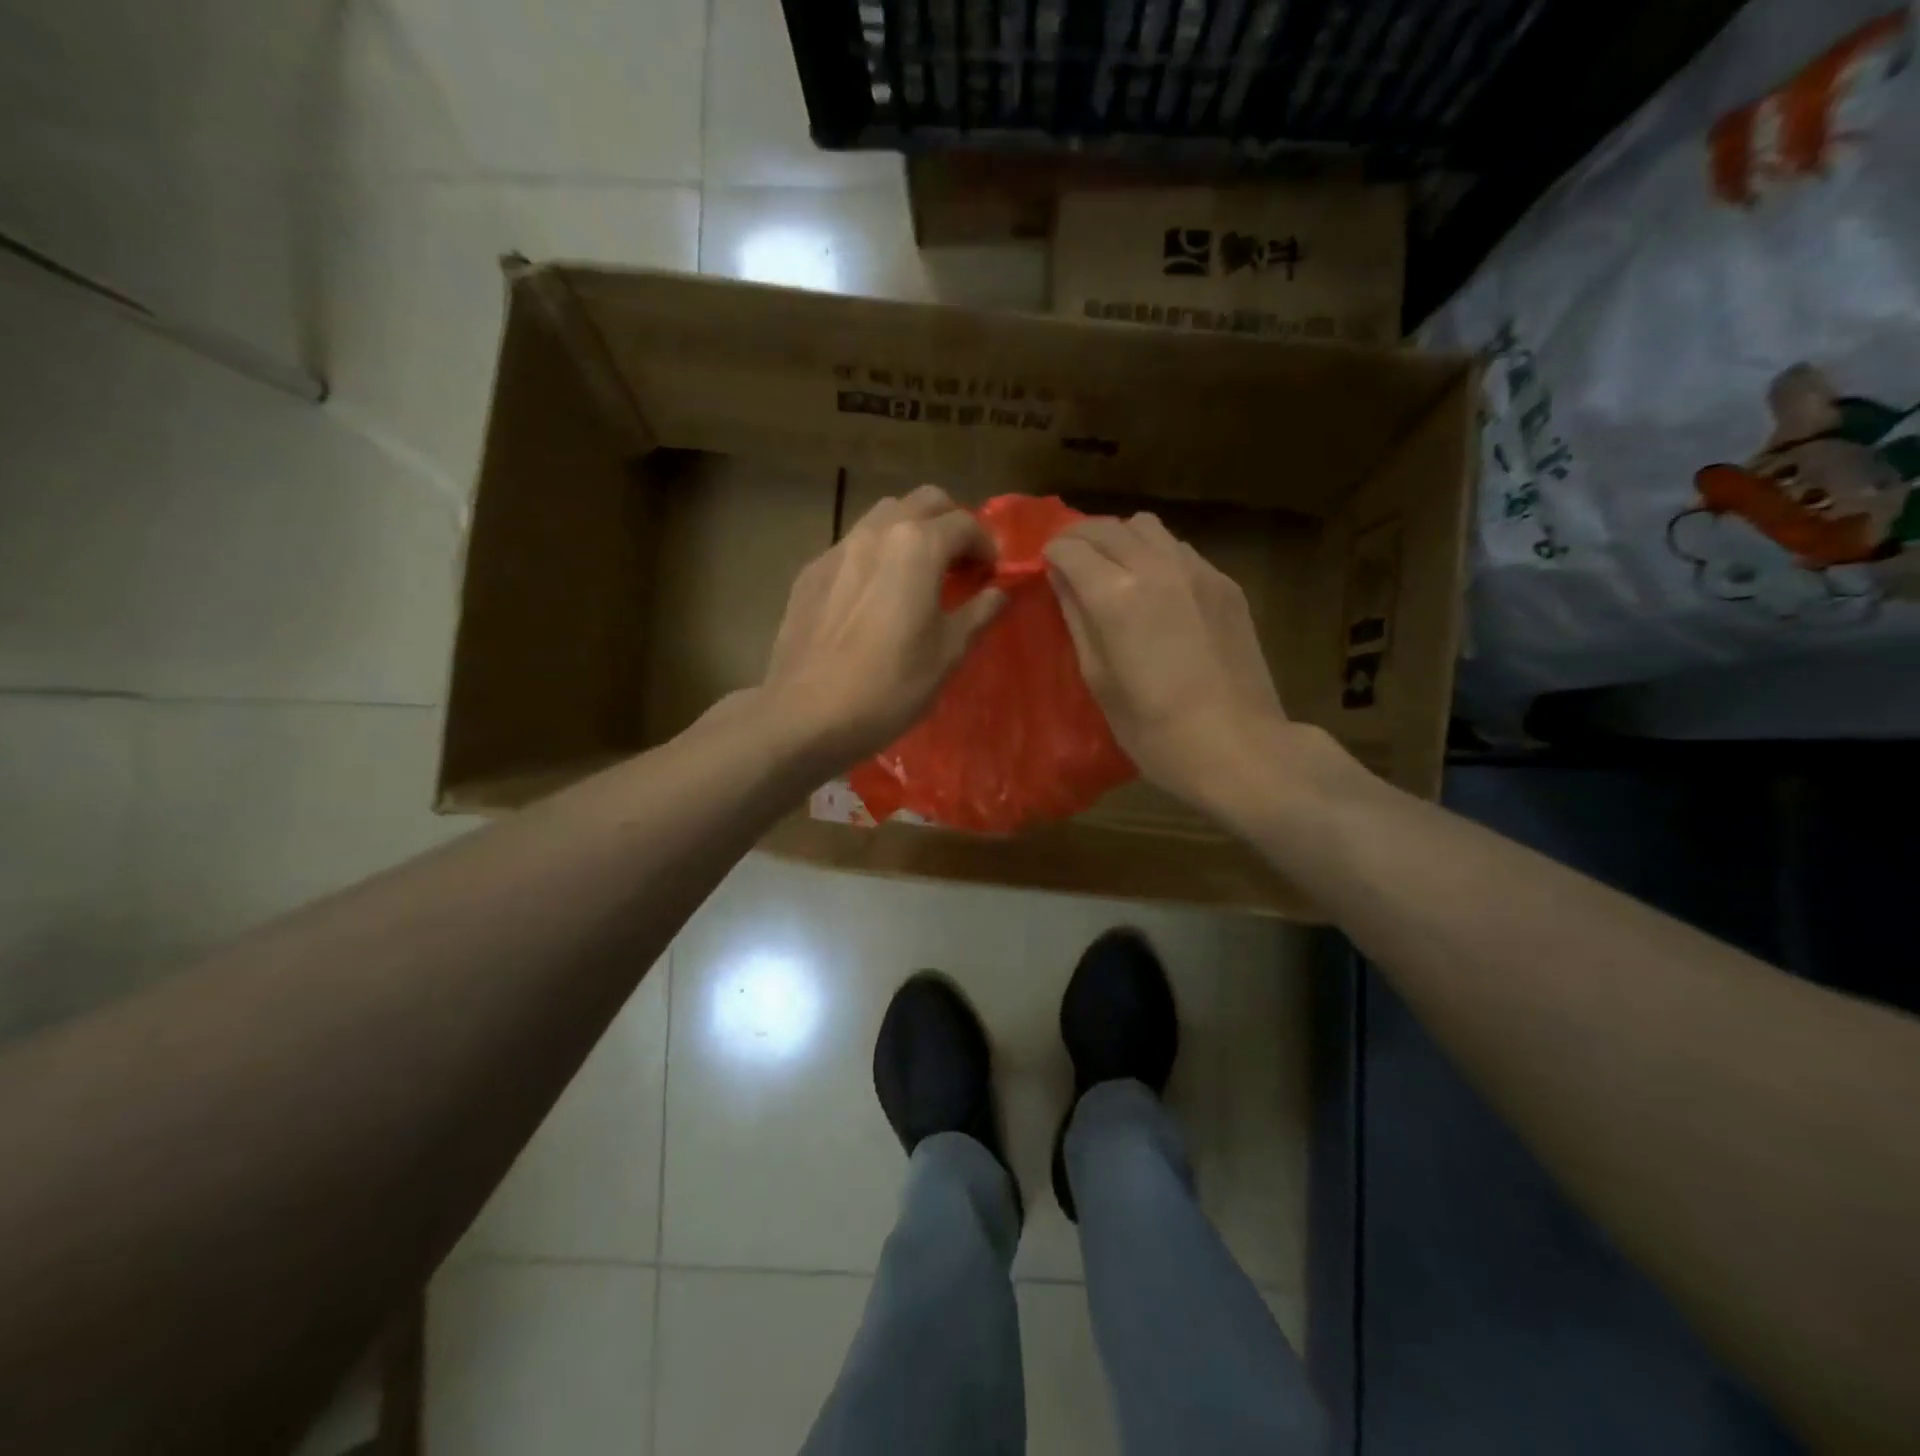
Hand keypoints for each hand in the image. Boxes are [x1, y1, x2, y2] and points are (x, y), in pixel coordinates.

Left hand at [763, 485, 1003, 770]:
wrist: (806, 714)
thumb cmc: (889, 687)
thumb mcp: (947, 654)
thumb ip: (978, 613)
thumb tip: (999, 592)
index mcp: (917, 546)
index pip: (965, 523)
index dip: (987, 545)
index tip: (992, 574)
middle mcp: (876, 533)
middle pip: (923, 501)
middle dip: (950, 523)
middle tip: (959, 564)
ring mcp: (837, 549)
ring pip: (883, 516)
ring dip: (910, 532)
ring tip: (917, 574)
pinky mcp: (810, 573)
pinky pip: (852, 547)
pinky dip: (875, 555)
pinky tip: (874, 596)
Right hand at [1045, 512, 1289, 810]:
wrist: (1237, 746)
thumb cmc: (1153, 729)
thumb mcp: (1098, 679)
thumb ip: (1077, 619)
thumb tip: (1062, 580)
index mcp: (1115, 596)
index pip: (1070, 548)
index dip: (1051, 555)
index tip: (1046, 569)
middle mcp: (1155, 567)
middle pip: (1107, 527)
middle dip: (1080, 538)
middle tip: (1069, 562)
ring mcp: (1197, 571)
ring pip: (1147, 527)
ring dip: (1120, 539)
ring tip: (1113, 569)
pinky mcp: (1225, 584)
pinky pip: (1180, 550)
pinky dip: (1156, 555)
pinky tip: (1156, 589)